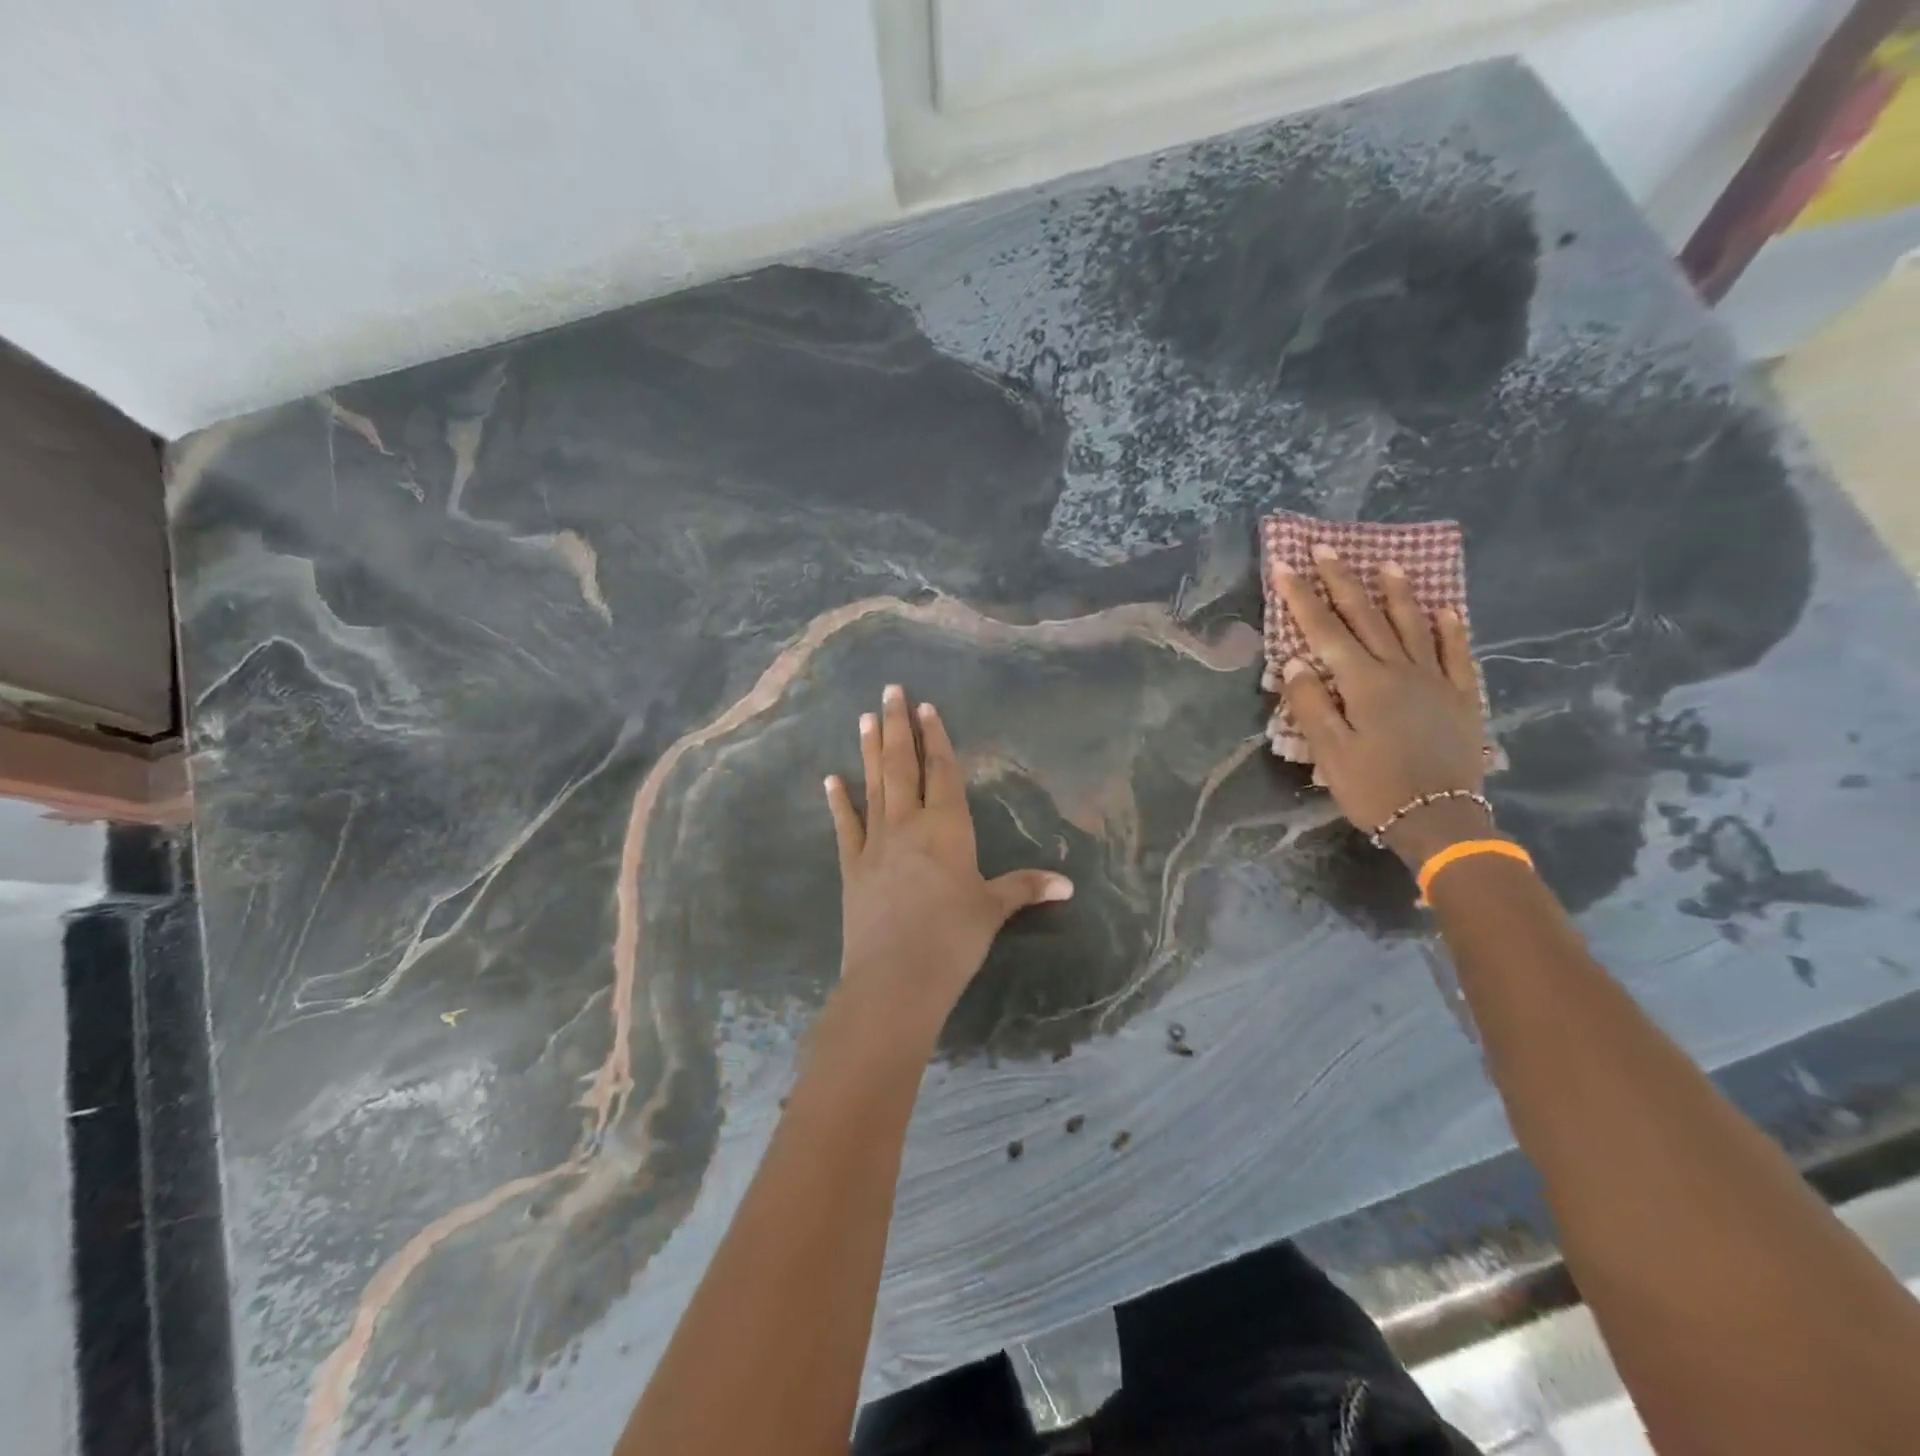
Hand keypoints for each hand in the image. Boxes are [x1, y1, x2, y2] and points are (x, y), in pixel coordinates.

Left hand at [824, 685, 1073, 1040]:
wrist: (895, 977)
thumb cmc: (953, 939)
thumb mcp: (993, 910)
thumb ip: (1025, 888)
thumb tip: (1068, 884)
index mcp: (947, 828)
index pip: (942, 771)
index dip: (937, 738)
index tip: (927, 708)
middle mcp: (909, 824)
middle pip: (904, 765)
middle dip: (899, 726)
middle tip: (890, 690)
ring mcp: (875, 843)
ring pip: (874, 785)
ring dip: (870, 750)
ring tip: (865, 718)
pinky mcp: (852, 867)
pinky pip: (845, 826)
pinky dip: (838, 801)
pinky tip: (830, 778)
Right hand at [1271, 545, 1494, 867]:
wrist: (1440, 820)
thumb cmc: (1374, 788)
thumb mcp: (1330, 752)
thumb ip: (1311, 704)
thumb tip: (1295, 662)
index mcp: (1363, 683)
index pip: (1325, 630)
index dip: (1303, 597)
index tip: (1285, 566)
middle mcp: (1400, 670)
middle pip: (1367, 617)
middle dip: (1344, 581)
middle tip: (1327, 549)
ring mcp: (1436, 680)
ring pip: (1414, 626)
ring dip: (1398, 593)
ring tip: (1388, 564)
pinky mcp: (1461, 697)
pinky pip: (1456, 654)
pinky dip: (1451, 629)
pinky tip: (1447, 610)